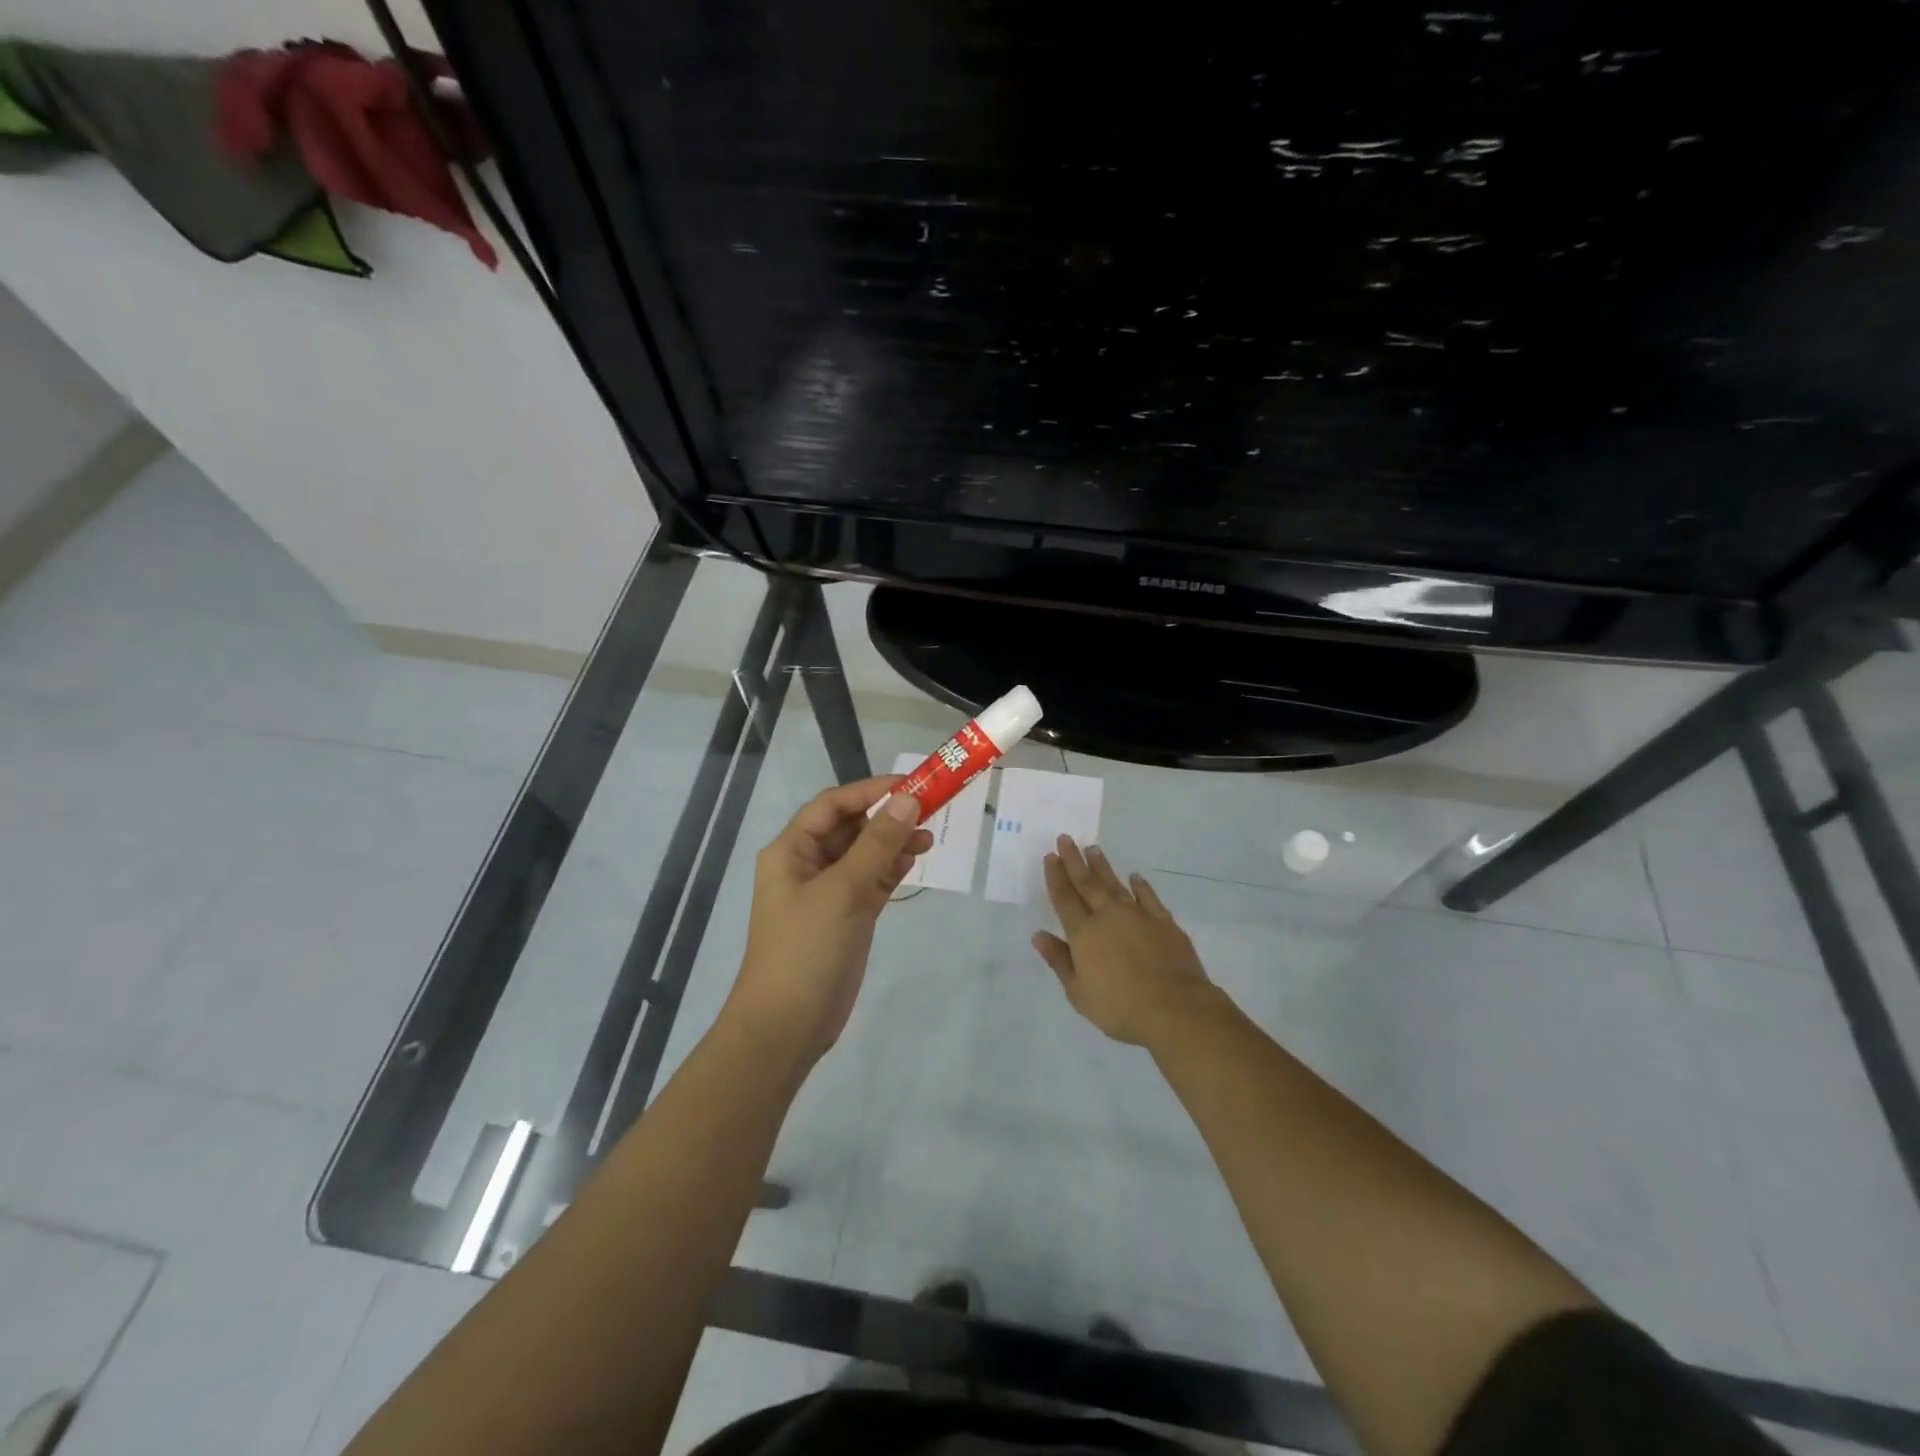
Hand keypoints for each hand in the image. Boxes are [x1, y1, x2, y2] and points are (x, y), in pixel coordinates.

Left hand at [725, 776, 932, 1066]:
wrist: (786, 1026)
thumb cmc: (806, 949)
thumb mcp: (843, 890)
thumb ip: (878, 844)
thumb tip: (908, 799)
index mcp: (792, 850)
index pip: (833, 805)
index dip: (871, 791)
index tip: (912, 786)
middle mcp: (807, 865)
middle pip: (851, 827)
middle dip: (887, 817)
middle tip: (929, 812)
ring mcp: (828, 893)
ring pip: (865, 855)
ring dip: (893, 843)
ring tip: (929, 840)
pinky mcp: (846, 917)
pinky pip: (871, 881)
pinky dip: (891, 870)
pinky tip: (913, 862)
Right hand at [1033, 836, 1215, 1045]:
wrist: (1175, 1008)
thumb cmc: (1120, 1007)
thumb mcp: (1079, 993)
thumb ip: (1059, 961)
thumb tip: (1038, 935)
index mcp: (1084, 934)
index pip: (1064, 899)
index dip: (1055, 877)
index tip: (1050, 856)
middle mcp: (1108, 916)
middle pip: (1087, 883)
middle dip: (1073, 860)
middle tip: (1065, 838)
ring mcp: (1138, 915)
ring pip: (1115, 884)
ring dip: (1102, 867)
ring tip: (1093, 849)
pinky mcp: (1164, 921)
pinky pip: (1148, 896)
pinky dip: (1140, 885)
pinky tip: (1135, 877)